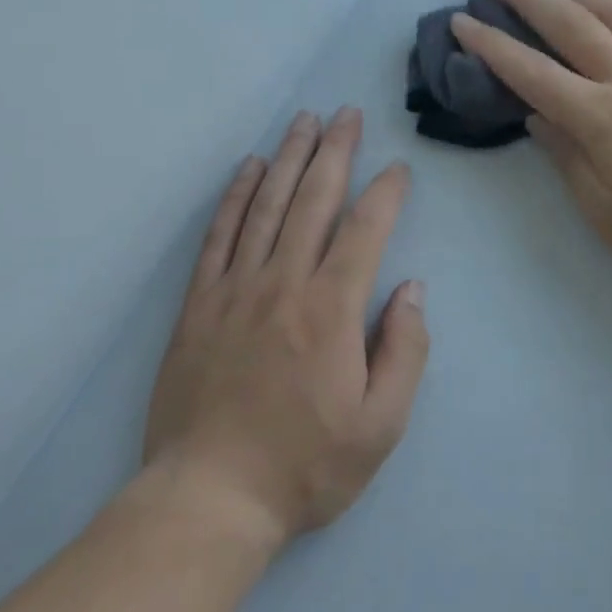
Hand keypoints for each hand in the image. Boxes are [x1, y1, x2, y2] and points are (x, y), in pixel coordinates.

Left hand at [142, 108, 428, 550]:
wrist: (210, 497)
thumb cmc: (305, 465)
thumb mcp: (381, 425)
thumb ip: (405, 351)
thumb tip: (412, 289)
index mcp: (331, 309)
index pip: (365, 230)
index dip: (386, 193)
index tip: (399, 169)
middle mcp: (283, 283)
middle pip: (313, 200)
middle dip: (335, 151)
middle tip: (347, 114)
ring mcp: (235, 288)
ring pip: (266, 205)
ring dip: (288, 158)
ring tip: (303, 122)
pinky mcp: (199, 303)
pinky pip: (219, 235)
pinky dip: (235, 196)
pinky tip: (248, 168)